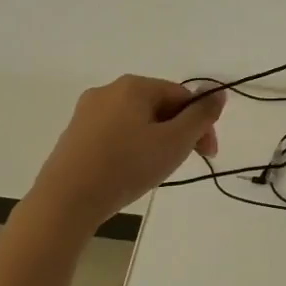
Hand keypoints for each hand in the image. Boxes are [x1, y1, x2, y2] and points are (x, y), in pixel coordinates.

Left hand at [25, 76, 225, 231]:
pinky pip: (114, 134)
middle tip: (182, 163)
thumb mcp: (174, 142)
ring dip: (155, 141)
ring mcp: (87, 112)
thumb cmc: (126, 166)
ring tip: (154, 171)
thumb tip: (218, 93)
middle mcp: (108, 90)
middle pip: (158, 106)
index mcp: (134, 85)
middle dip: (177, 132)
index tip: (208, 154)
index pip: (181, 96)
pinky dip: (130, 148)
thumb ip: (201, 116)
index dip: (200, 124)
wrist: (66, 201)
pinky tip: (128, 172)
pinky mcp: (74, 135)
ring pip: (136, 121)